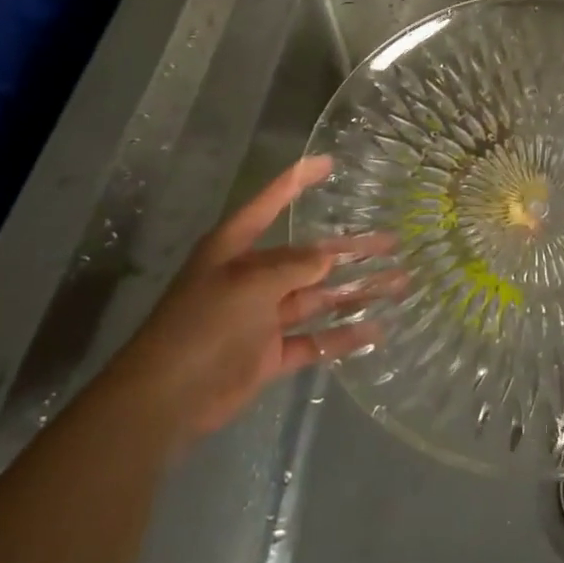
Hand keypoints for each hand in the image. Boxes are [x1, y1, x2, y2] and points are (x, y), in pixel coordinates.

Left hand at [116, 156, 400, 439]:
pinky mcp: (269, 354)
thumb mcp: (249, 285)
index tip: (328, 162)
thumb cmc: (203, 325)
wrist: (166, 400)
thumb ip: (293, 267)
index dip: (298, 180)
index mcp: (236, 248)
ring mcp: (262, 317)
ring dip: (355, 292)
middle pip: (309, 256)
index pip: (271, 203)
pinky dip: (342, 337)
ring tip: (398, 283)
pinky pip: (313, 340)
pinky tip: (376, 330)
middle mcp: (252, 276)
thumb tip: (328, 256)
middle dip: (350, 250)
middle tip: (392, 242)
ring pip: (318, 298)